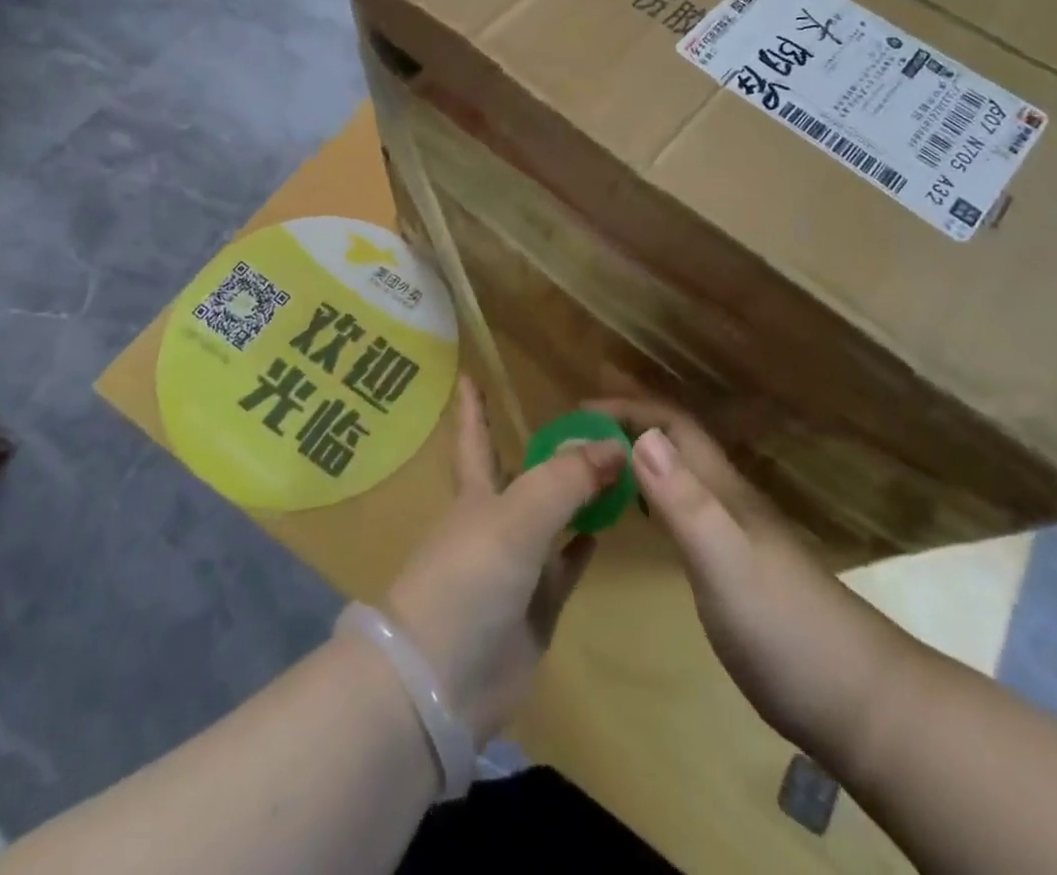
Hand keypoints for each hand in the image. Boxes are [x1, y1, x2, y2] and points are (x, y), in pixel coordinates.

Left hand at [384, 376, 626, 746]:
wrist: (441, 682)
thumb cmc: (468, 579)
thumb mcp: (517, 516)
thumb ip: (565, 478)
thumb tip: (614, 446)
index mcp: (477, 494)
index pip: (476, 437)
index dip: (474, 407)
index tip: (470, 374)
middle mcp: (494, 524)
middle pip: (522, 476)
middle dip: (544, 451)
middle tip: (582, 423)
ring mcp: (514, 568)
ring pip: (551, 519)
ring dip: (575, 496)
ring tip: (610, 469)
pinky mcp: (534, 610)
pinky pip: (564, 567)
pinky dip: (581, 548)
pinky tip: (604, 530)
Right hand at [592, 391, 912, 755]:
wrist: (858, 702)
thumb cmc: (784, 629)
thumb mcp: (725, 562)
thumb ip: (684, 501)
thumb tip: (641, 435)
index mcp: (723, 489)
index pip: (674, 426)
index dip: (629, 409)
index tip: (580, 411)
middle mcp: (729, 501)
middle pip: (676, 444)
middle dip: (629, 425)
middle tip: (579, 434)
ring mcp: (738, 535)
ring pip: (681, 476)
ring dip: (640, 459)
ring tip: (598, 467)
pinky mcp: (738, 569)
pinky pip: (686, 512)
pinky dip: (654, 498)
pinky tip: (641, 519)